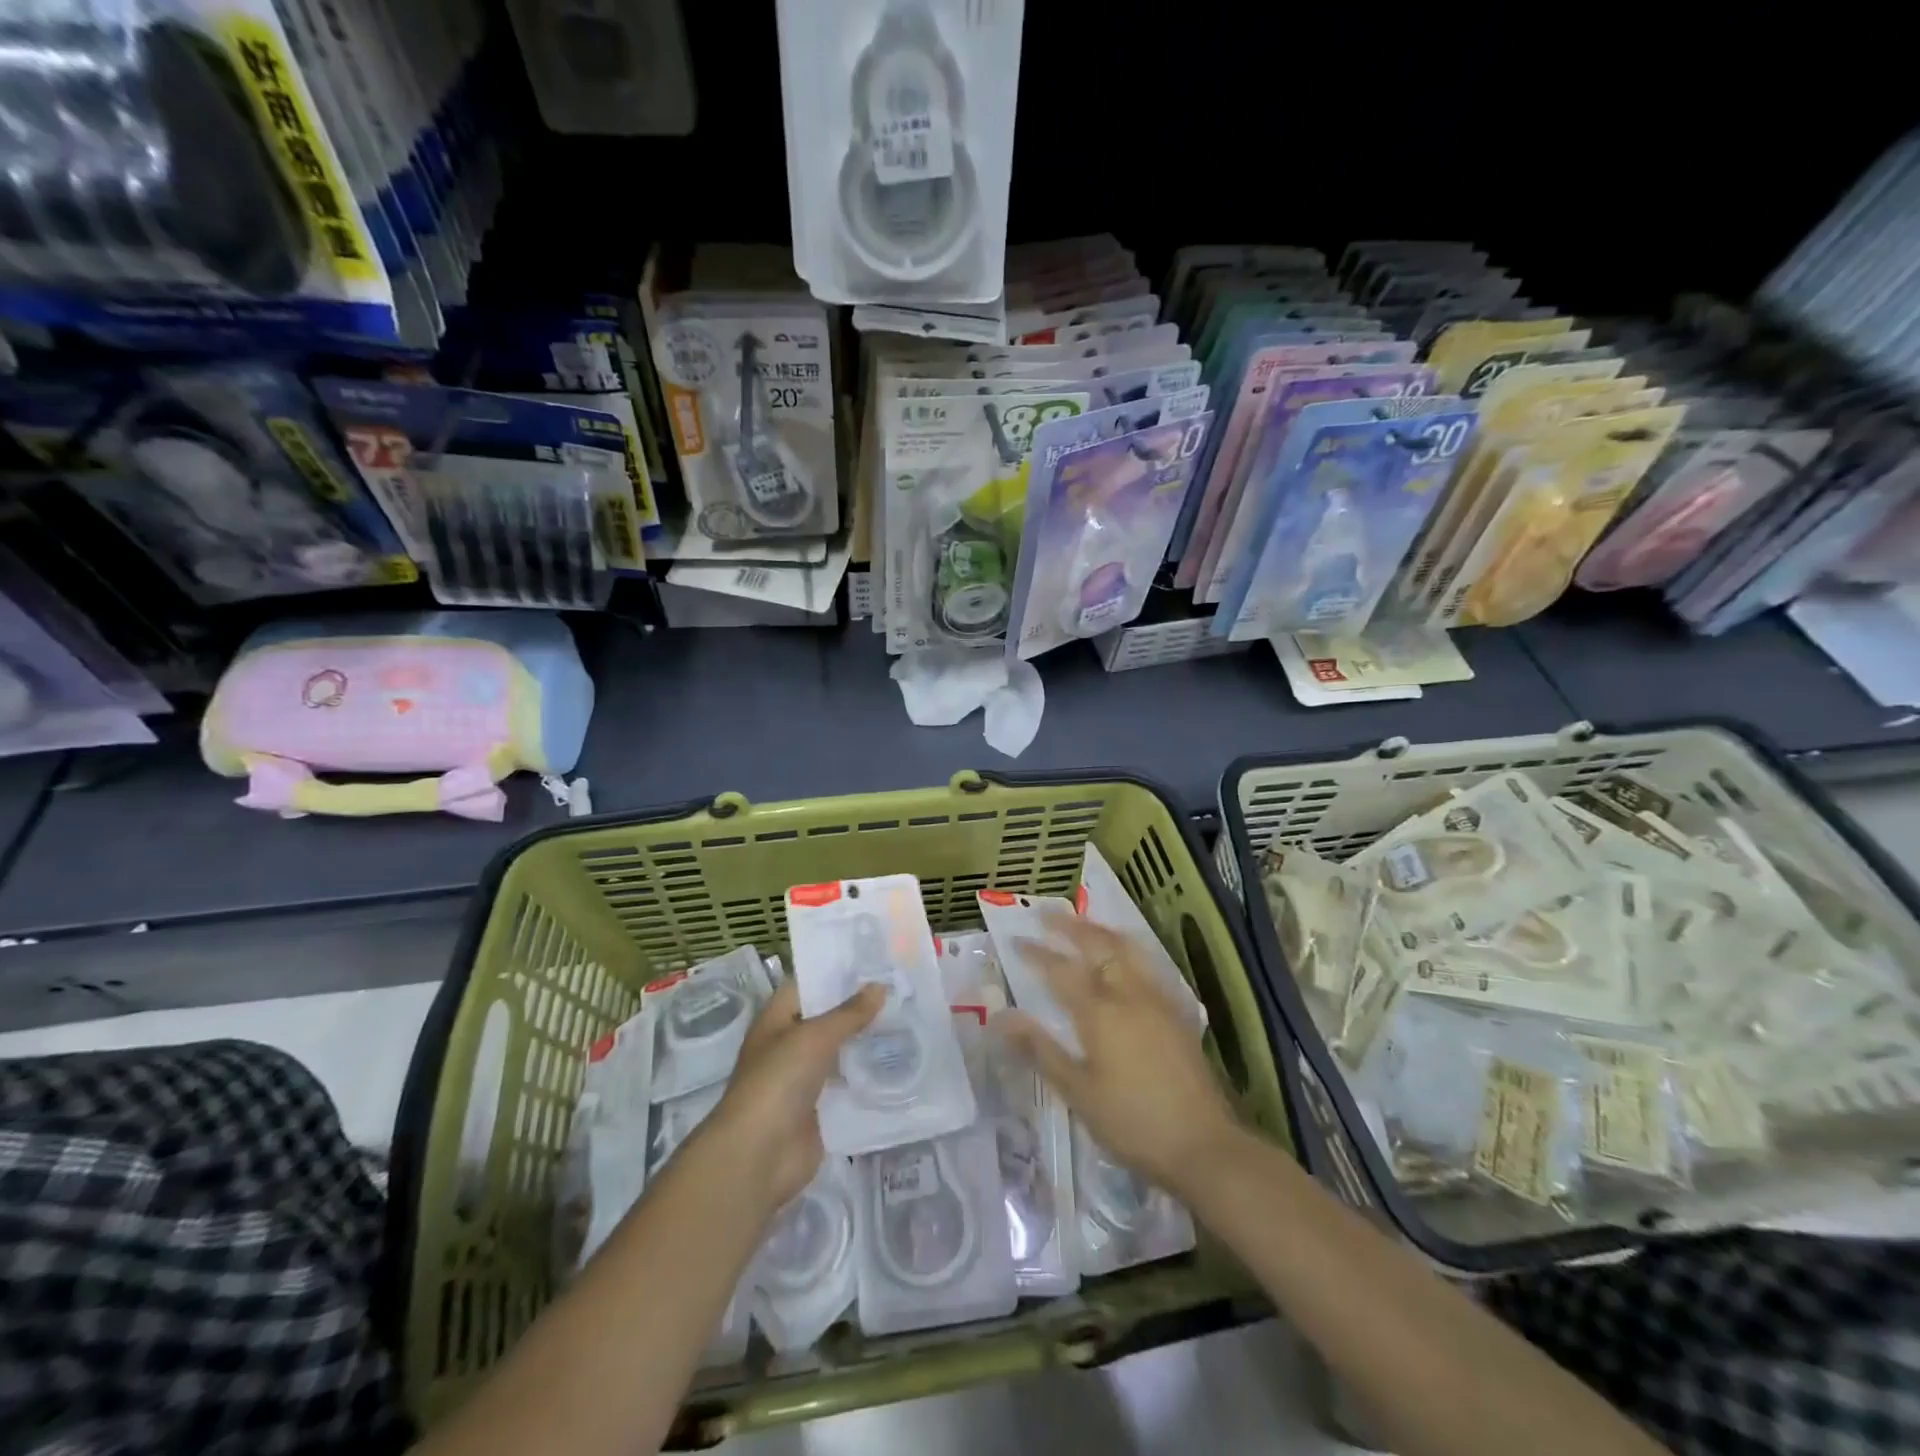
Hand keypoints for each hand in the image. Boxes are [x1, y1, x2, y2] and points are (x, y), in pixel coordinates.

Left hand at [705, 979, 883, 1215]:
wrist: (759, 1156)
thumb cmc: (778, 1081)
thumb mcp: (815, 1037)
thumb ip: (849, 1013)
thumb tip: (880, 986)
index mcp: (776, 1020)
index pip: (807, 985)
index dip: (835, 971)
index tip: (873, 959)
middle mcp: (789, 1045)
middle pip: (826, 1019)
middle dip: (858, 1007)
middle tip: (900, 987)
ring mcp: (804, 1079)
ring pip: (839, 1052)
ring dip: (865, 1041)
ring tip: (907, 1019)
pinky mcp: (820, 1110)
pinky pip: (847, 1085)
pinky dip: (868, 1076)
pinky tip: (899, 1062)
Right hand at [999, 908, 1241, 1196]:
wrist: (1202, 1145)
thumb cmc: (1131, 1122)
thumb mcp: (1077, 1091)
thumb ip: (1040, 1049)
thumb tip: (1001, 1018)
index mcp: (1100, 1013)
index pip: (1060, 971)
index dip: (1036, 954)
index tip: (1016, 940)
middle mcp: (1129, 994)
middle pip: (1097, 946)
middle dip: (1069, 926)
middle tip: (1047, 912)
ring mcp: (1157, 999)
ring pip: (1127, 949)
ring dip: (1101, 931)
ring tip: (1084, 923)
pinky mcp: (1176, 1011)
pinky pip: (1147, 964)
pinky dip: (1128, 948)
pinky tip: (1125, 956)